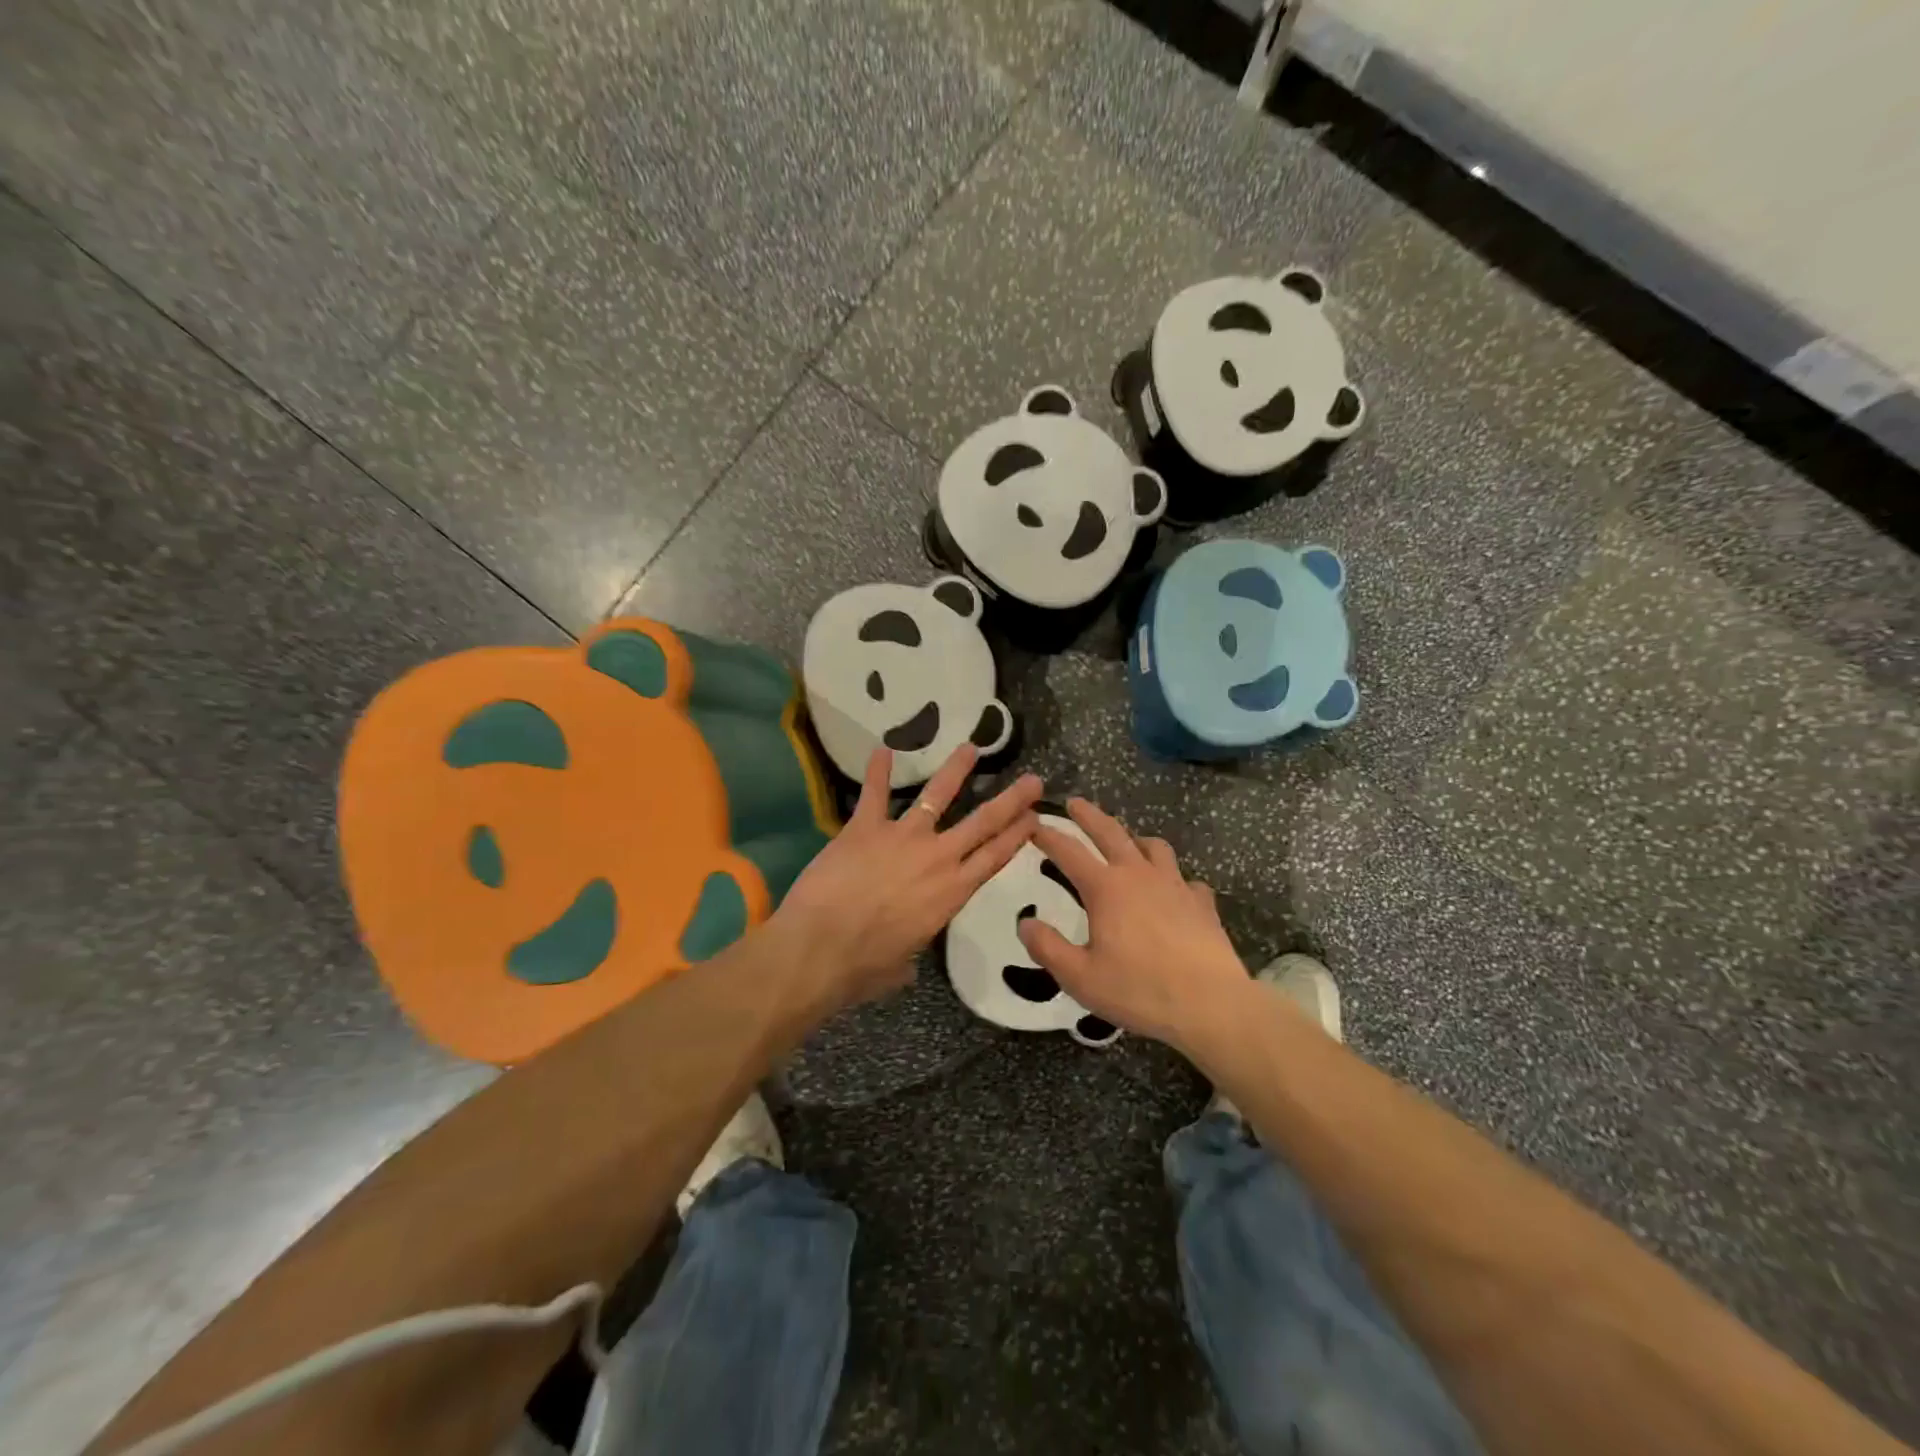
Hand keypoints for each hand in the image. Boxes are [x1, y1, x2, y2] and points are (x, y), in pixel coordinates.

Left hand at [773, 744, 1043, 1015]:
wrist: (821, 948)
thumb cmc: (864, 967)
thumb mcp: (901, 966)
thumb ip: (910, 954)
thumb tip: (904, 962)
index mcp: (952, 893)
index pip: (995, 858)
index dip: (1017, 836)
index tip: (1036, 817)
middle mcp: (937, 858)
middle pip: (983, 822)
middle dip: (1011, 800)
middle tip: (1032, 780)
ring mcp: (902, 837)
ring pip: (936, 795)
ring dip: (955, 770)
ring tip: (970, 748)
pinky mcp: (865, 827)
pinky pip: (874, 793)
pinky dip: (878, 770)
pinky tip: (883, 749)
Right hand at [1017, 798, 1251, 1054]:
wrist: (1211, 1005)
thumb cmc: (1139, 990)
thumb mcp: (1080, 977)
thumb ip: (1047, 947)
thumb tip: (1025, 923)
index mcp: (1106, 888)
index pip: (1069, 851)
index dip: (1049, 836)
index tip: (1034, 824)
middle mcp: (1140, 875)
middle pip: (1111, 832)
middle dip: (1089, 815)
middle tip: (1075, 803)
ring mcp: (1176, 885)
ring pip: (1154, 847)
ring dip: (1135, 839)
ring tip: (1128, 844)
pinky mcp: (1202, 903)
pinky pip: (1186, 879)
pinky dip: (1174, 879)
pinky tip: (1173, 892)